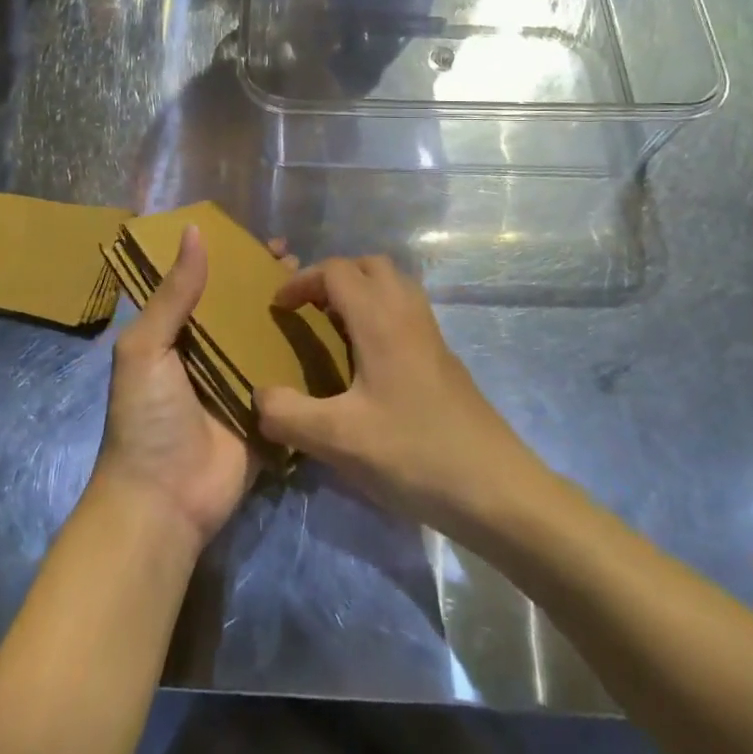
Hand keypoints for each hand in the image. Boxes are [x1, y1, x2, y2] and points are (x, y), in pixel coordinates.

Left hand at [89, 227, 296, 551]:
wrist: (165, 503)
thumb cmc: (147, 418)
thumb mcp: (147, 348)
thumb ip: (173, 294)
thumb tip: (195, 231)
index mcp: (178, 334)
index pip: (208, 283)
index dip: (233, 260)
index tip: (265, 240)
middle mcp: (211, 353)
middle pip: (244, 307)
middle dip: (268, 283)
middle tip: (301, 261)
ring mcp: (241, 382)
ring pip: (269, 337)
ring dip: (292, 314)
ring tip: (323, 287)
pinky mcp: (267, 412)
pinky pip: (290, 377)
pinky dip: (307, 356)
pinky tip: (335, 332)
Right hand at [254, 255, 542, 539]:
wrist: (495, 488)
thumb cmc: (413, 453)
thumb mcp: (338, 440)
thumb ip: (288, 414)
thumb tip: (257, 395)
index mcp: (380, 318)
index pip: (336, 270)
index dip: (301, 281)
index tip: (278, 308)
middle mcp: (407, 313)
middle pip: (369, 266)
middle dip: (334, 277)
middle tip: (309, 309)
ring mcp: (431, 334)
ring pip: (393, 285)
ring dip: (361, 292)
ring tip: (335, 329)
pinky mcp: (444, 358)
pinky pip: (406, 312)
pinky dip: (381, 314)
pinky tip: (369, 362)